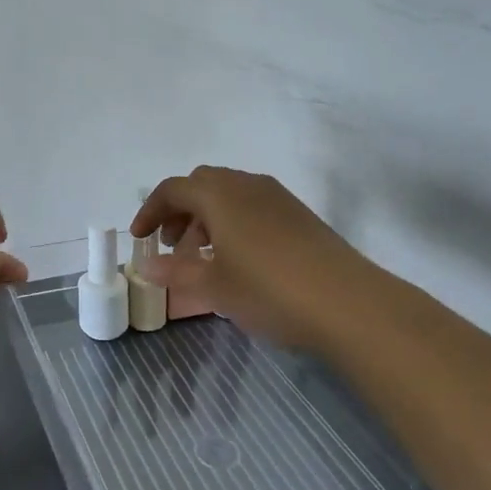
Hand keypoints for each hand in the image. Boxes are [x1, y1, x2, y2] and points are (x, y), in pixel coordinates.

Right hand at [131, 166, 373, 346]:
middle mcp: (246, 184)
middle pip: (201, 184)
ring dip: (207, 216)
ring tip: (205, 255)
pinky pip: (253, 205)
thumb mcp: (214, 286)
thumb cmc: (269, 291)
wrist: (350, 304)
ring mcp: (277, 197)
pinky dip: (234, 221)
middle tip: (173, 244)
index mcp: (219, 195)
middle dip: (180, 210)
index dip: (150, 212)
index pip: (172, 190)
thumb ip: (176, 271)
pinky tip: (240, 258)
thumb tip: (147, 265)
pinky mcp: (300, 215)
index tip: (140, 238)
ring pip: (230, 194)